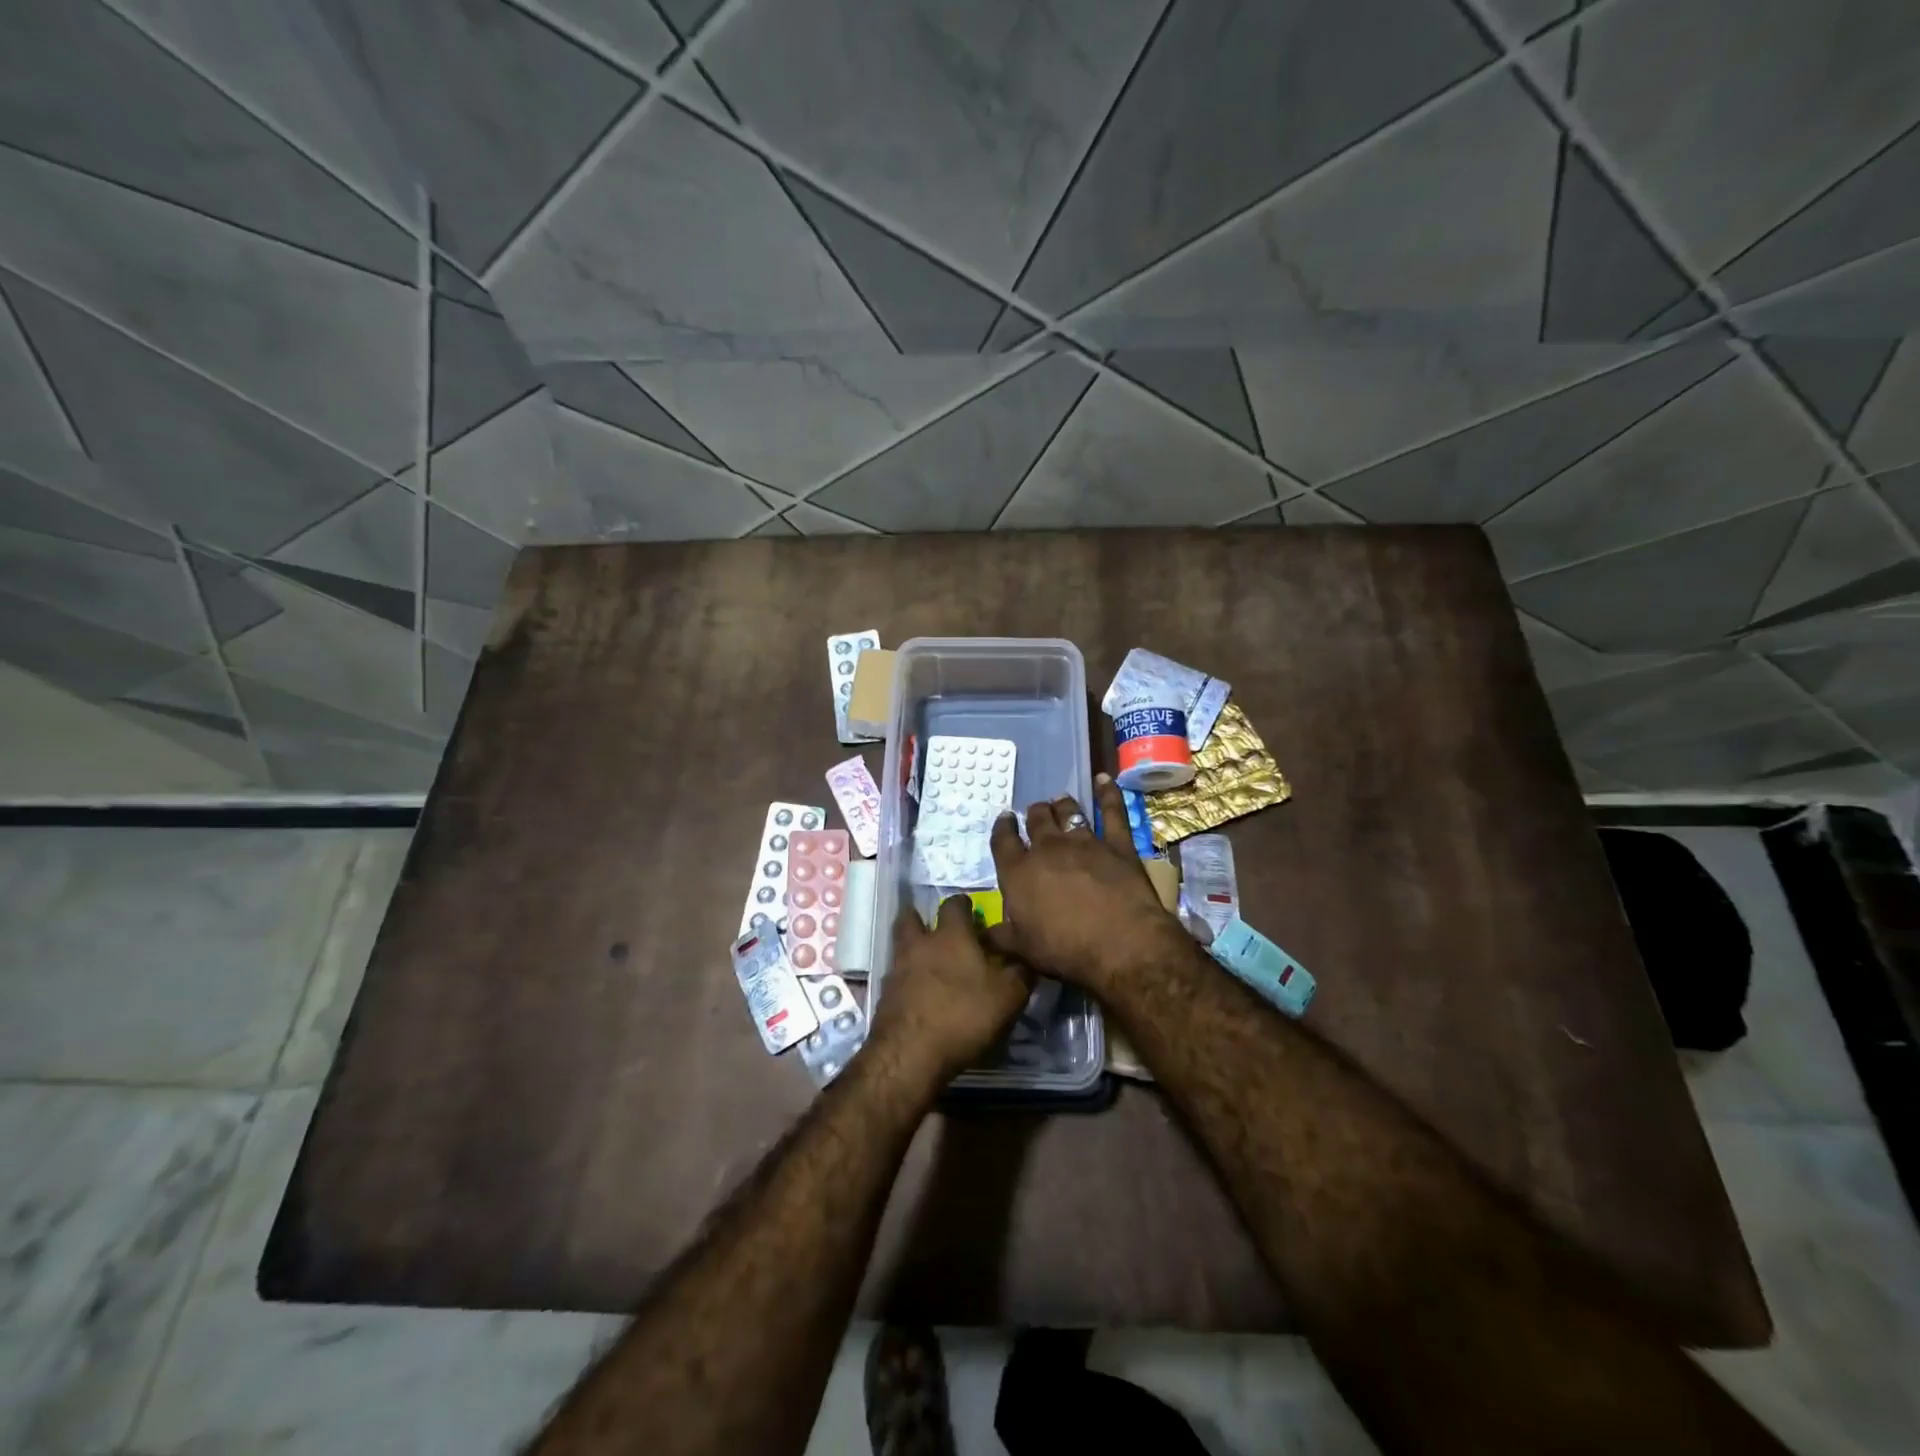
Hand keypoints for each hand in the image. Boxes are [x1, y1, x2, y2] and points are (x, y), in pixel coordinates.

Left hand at [870, 897, 1033, 1082]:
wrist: (910, 1054)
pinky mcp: (885, 996)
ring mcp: (897, 969)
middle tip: (938, 930)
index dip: (964, 905)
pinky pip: (897, 976)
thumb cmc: (963, 1015)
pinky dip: (907, 979)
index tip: (973, 913)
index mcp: (951, 935)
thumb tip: (1025, 957)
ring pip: (901, 946)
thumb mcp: (1008, 996)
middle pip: (912, 917)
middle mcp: (920, 944)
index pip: (955, 904)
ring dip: (913, 949)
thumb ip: (1020, 972)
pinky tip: (920, 994)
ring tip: (929, 963)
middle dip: (923, 918)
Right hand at [987, 773, 1178, 989]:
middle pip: (1036, 820)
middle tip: (1035, 812)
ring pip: (1068, 812)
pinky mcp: (1117, 844)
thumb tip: (981, 930)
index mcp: (1019, 872)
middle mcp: (1047, 848)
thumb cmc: (1065, 950)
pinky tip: (1104, 779)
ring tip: (1059, 800)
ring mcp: (1084, 842)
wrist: (1120, 945)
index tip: (1005, 819)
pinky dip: (1108, 793)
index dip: (1003, 828)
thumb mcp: (1022, 950)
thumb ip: (999, 935)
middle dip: (1033, 814)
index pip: (1003, 842)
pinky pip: (1111, 811)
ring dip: (1061, 805)